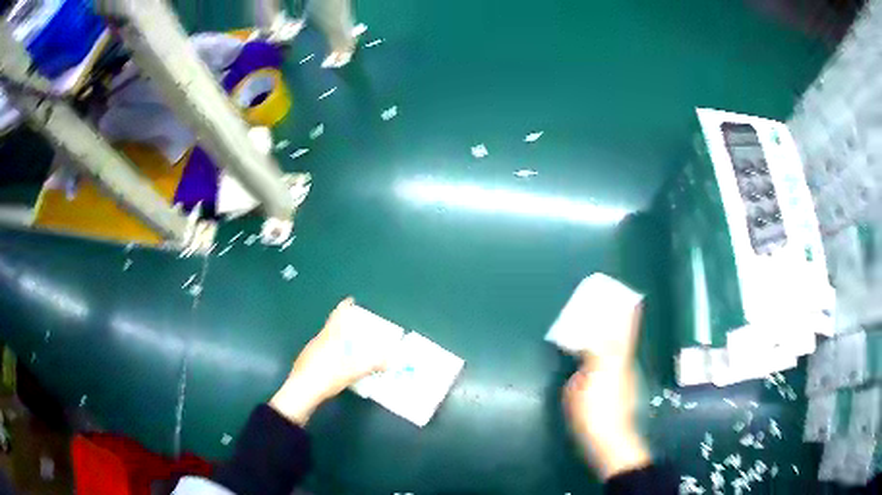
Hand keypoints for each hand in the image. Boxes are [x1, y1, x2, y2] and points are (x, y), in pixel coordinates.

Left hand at [270, 297, 385, 425]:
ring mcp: (310, 349)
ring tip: (346, 347)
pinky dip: (328, 351)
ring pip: (325, 339)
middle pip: (331, 327)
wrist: (301, 391)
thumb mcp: (353, 372)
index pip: (337, 315)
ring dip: (335, 339)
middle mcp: (319, 339)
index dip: (344, 307)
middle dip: (343, 325)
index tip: (350, 301)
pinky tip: (333, 363)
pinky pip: (320, 349)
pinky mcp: (305, 360)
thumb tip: (390, 360)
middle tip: (355, 329)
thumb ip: (371, 365)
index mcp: (330, 337)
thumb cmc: (327, 377)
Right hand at [563, 303, 650, 479]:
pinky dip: (609, 360)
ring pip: (620, 354)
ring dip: (613, 343)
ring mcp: (625, 380)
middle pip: (624, 339)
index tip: (632, 299)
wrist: (609, 440)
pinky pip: (616, 367)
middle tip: (607, 314)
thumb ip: (582, 366)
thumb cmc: (592, 412)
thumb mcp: (577, 386)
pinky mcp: (623, 392)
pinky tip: (596, 367)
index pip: (625, 331)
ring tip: (596, 338)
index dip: (628, 315)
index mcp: (613, 360)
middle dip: (619, 325)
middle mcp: (623, 366)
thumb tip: (585, 354)